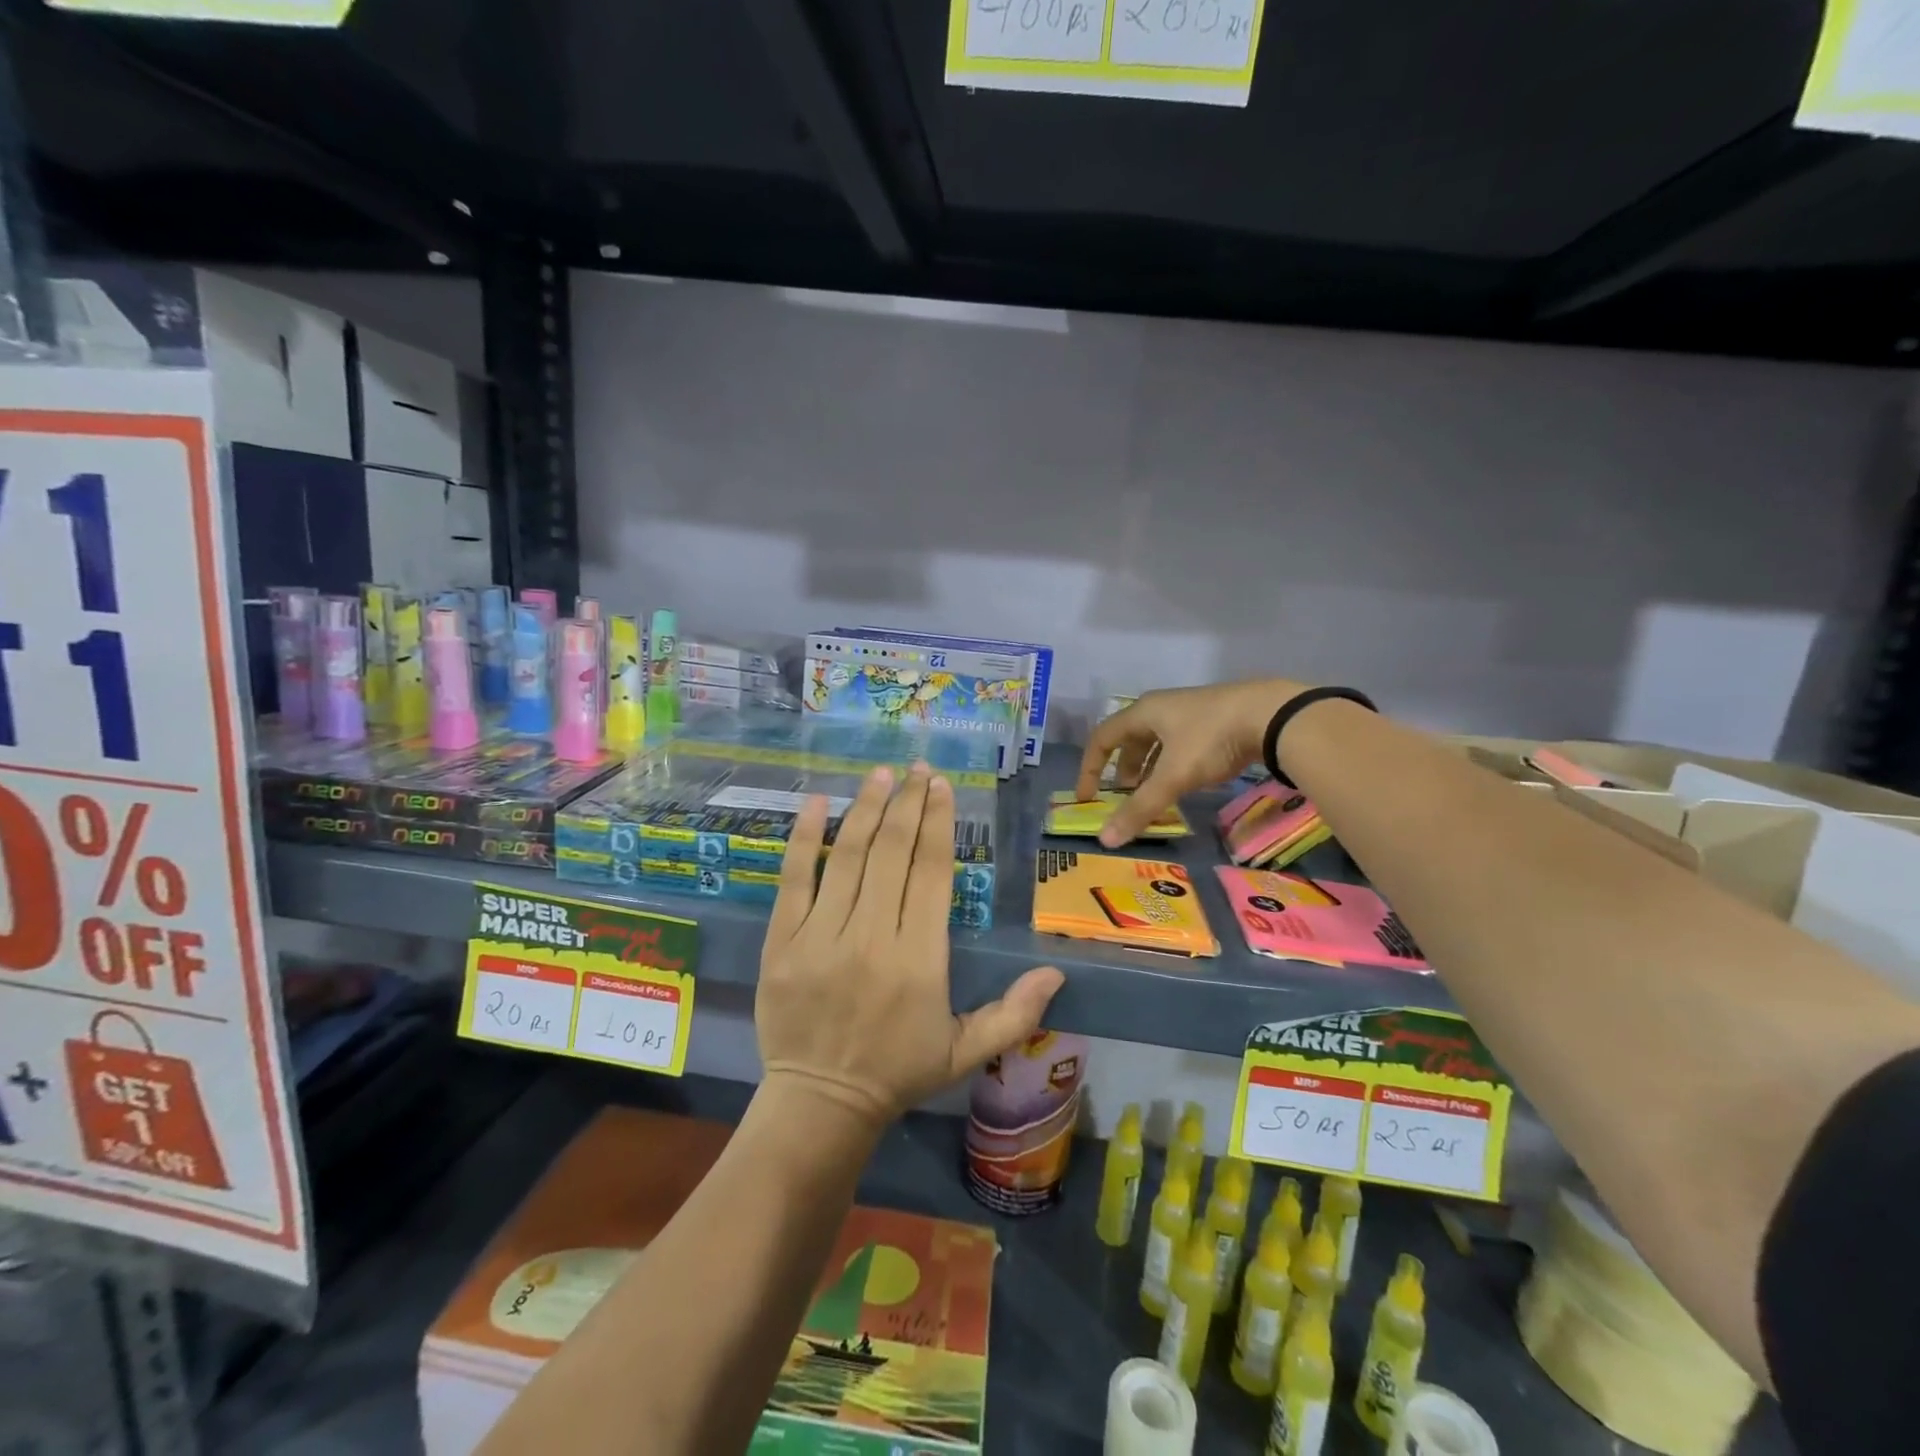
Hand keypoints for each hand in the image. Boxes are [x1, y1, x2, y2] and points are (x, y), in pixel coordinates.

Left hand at [757, 762, 1064, 1127]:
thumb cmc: (898, 1072)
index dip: (939, 823)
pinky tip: (818, 802)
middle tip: (918, 768)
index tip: (942, 787)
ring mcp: (821, 936)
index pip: (932, 872)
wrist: (820, 1104)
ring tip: (882, 774)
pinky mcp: (782, 941)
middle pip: (893, 853)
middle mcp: (872, 936)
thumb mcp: (966, 1051)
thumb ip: (1015, 1012)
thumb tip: (1057, 972)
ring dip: (867, 809)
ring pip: (848, 857)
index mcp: (920, 958)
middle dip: (909, 804)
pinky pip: (794, 879)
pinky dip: (805, 838)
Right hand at [1075, 678, 1310, 846]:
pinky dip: (1172, 765)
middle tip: (1123, 798)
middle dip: (1122, 771)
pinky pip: (1180, 745)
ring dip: (1148, 769)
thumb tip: (1105, 840)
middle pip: (1129, 740)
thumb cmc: (1210, 739)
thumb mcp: (1173, 776)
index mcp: (1143, 712)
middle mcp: (1162, 708)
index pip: (1102, 738)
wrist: (1272, 714)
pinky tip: (1185, 782)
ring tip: (1151, 795)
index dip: (1090, 768)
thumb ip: (1140, 808)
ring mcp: (1190, 712)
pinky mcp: (1214, 720)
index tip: (1088, 797)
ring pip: (1157, 743)